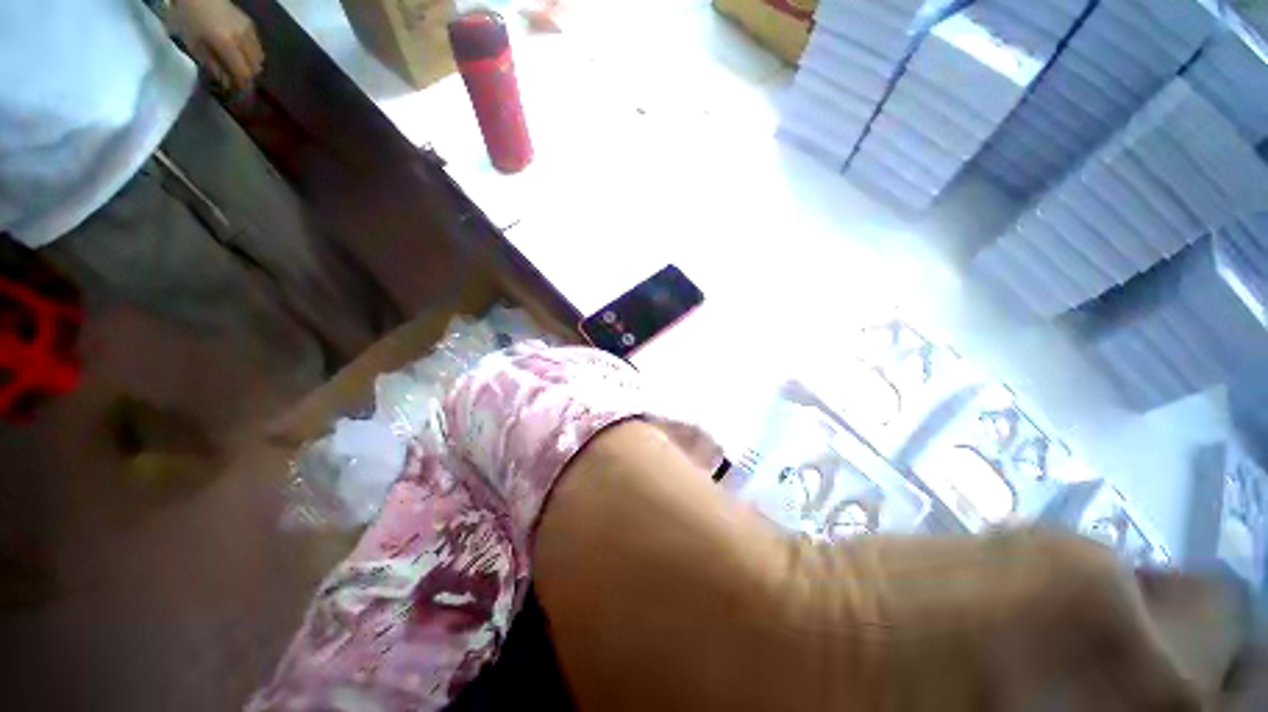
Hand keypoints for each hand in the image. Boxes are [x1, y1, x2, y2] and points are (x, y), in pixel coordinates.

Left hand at [168, 0, 263, 92]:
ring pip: (259, 56)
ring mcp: (249, 30)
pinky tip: (243, 53)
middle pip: (255, 66)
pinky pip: (257, 45)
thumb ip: (211, 64)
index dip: (243, 85)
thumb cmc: (189, 18)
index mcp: (228, 44)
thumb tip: (226, 81)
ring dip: (252, 64)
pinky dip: (253, 53)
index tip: (240, 93)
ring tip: (241, 67)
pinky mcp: (250, 24)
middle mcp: (243, 39)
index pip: (243, 72)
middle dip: (249, 75)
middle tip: (239, 80)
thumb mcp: (193, 44)